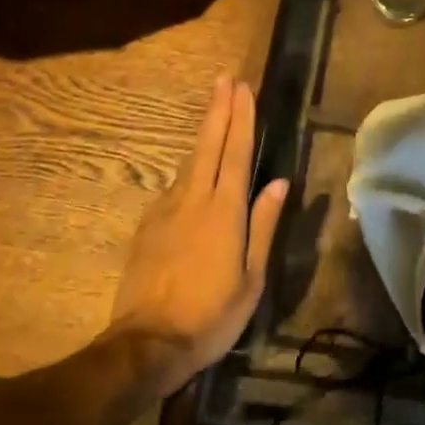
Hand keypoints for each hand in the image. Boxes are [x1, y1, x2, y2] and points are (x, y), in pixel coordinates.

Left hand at [107, 75, 287, 396]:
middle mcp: (194, 200)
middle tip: (225, 79)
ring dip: (204, 134)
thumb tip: (278, 182)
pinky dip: (188, 170)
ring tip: (215, 114)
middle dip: (218, 110)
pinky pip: (173, 188)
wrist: (146, 345)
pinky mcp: (147, 226)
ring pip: (189, 163)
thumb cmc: (211, 315)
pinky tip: (193, 173)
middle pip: (208, 145)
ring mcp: (166, 210)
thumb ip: (264, 225)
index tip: (243, 88)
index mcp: (225, 211)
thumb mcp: (251, 278)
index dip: (241, 117)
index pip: (236, 152)